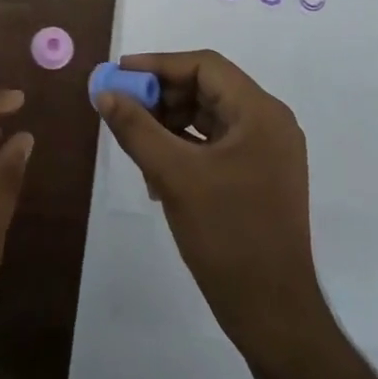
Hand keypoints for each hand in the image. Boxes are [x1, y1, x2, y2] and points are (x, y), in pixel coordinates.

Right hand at [96, 51, 327, 353]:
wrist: (273, 313)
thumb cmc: (227, 236)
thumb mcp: (173, 176)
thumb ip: (136, 128)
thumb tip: (104, 93)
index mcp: (260, 113)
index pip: (204, 65)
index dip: (158, 64)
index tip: (119, 74)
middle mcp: (269, 123)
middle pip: (207, 88)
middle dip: (161, 96)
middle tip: (122, 109)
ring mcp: (267, 151)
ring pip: (209, 117)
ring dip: (169, 123)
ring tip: (136, 143)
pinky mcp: (260, 176)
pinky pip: (216, 144)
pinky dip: (185, 147)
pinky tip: (156, 171)